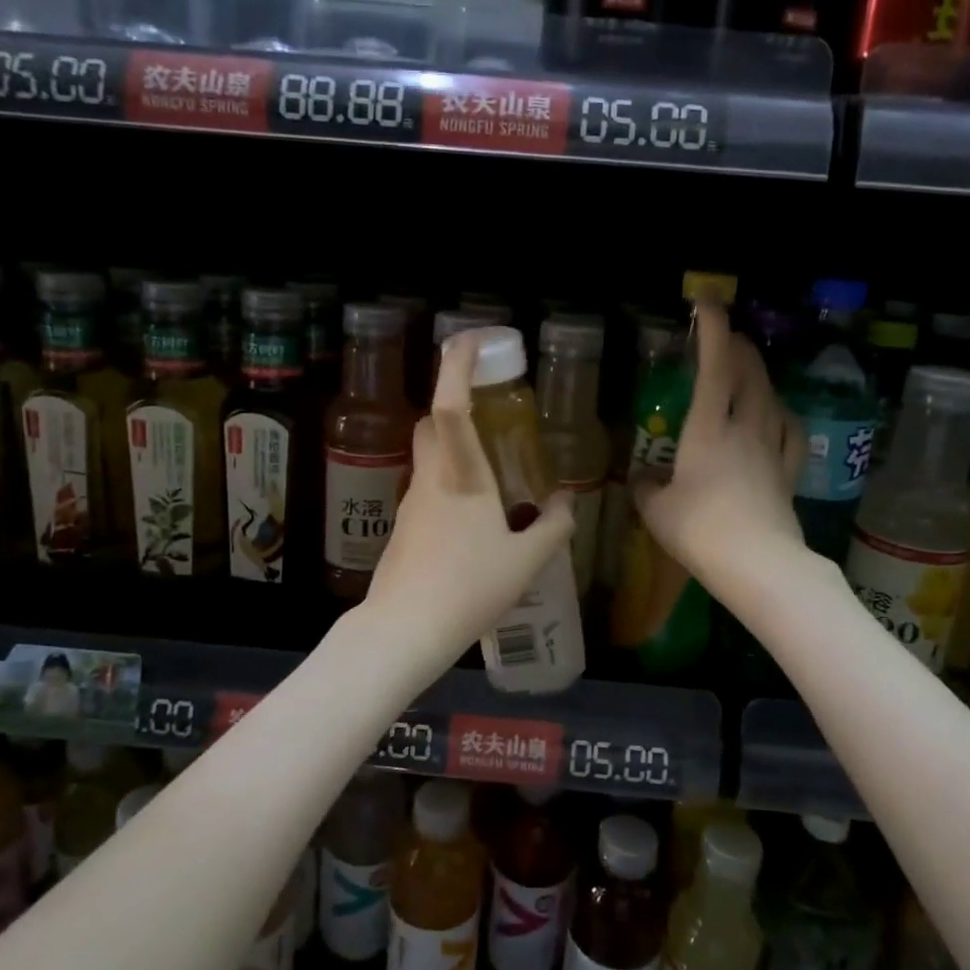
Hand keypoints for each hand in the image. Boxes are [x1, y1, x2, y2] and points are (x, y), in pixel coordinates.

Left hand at [363, 330, 574, 674]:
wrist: (404, 629)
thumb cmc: (469, 589)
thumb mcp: (526, 561)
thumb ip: (552, 526)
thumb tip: (565, 502)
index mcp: (461, 477)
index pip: (450, 406)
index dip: (456, 367)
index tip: (471, 340)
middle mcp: (431, 479)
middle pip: (431, 423)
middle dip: (452, 401)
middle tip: (488, 407)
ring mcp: (411, 502)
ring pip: (428, 455)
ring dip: (453, 445)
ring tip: (492, 469)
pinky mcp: (403, 526)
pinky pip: (428, 487)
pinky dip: (449, 481)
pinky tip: (473, 517)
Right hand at [632, 302, 805, 600]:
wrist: (759, 566)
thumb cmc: (700, 531)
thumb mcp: (657, 511)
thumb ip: (646, 488)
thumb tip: (642, 479)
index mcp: (708, 430)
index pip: (714, 368)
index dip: (713, 331)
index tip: (708, 303)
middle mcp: (744, 429)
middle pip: (749, 375)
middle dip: (739, 347)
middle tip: (727, 335)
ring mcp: (771, 450)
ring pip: (771, 398)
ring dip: (760, 375)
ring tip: (749, 368)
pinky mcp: (788, 474)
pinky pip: (790, 432)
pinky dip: (783, 413)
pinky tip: (779, 413)